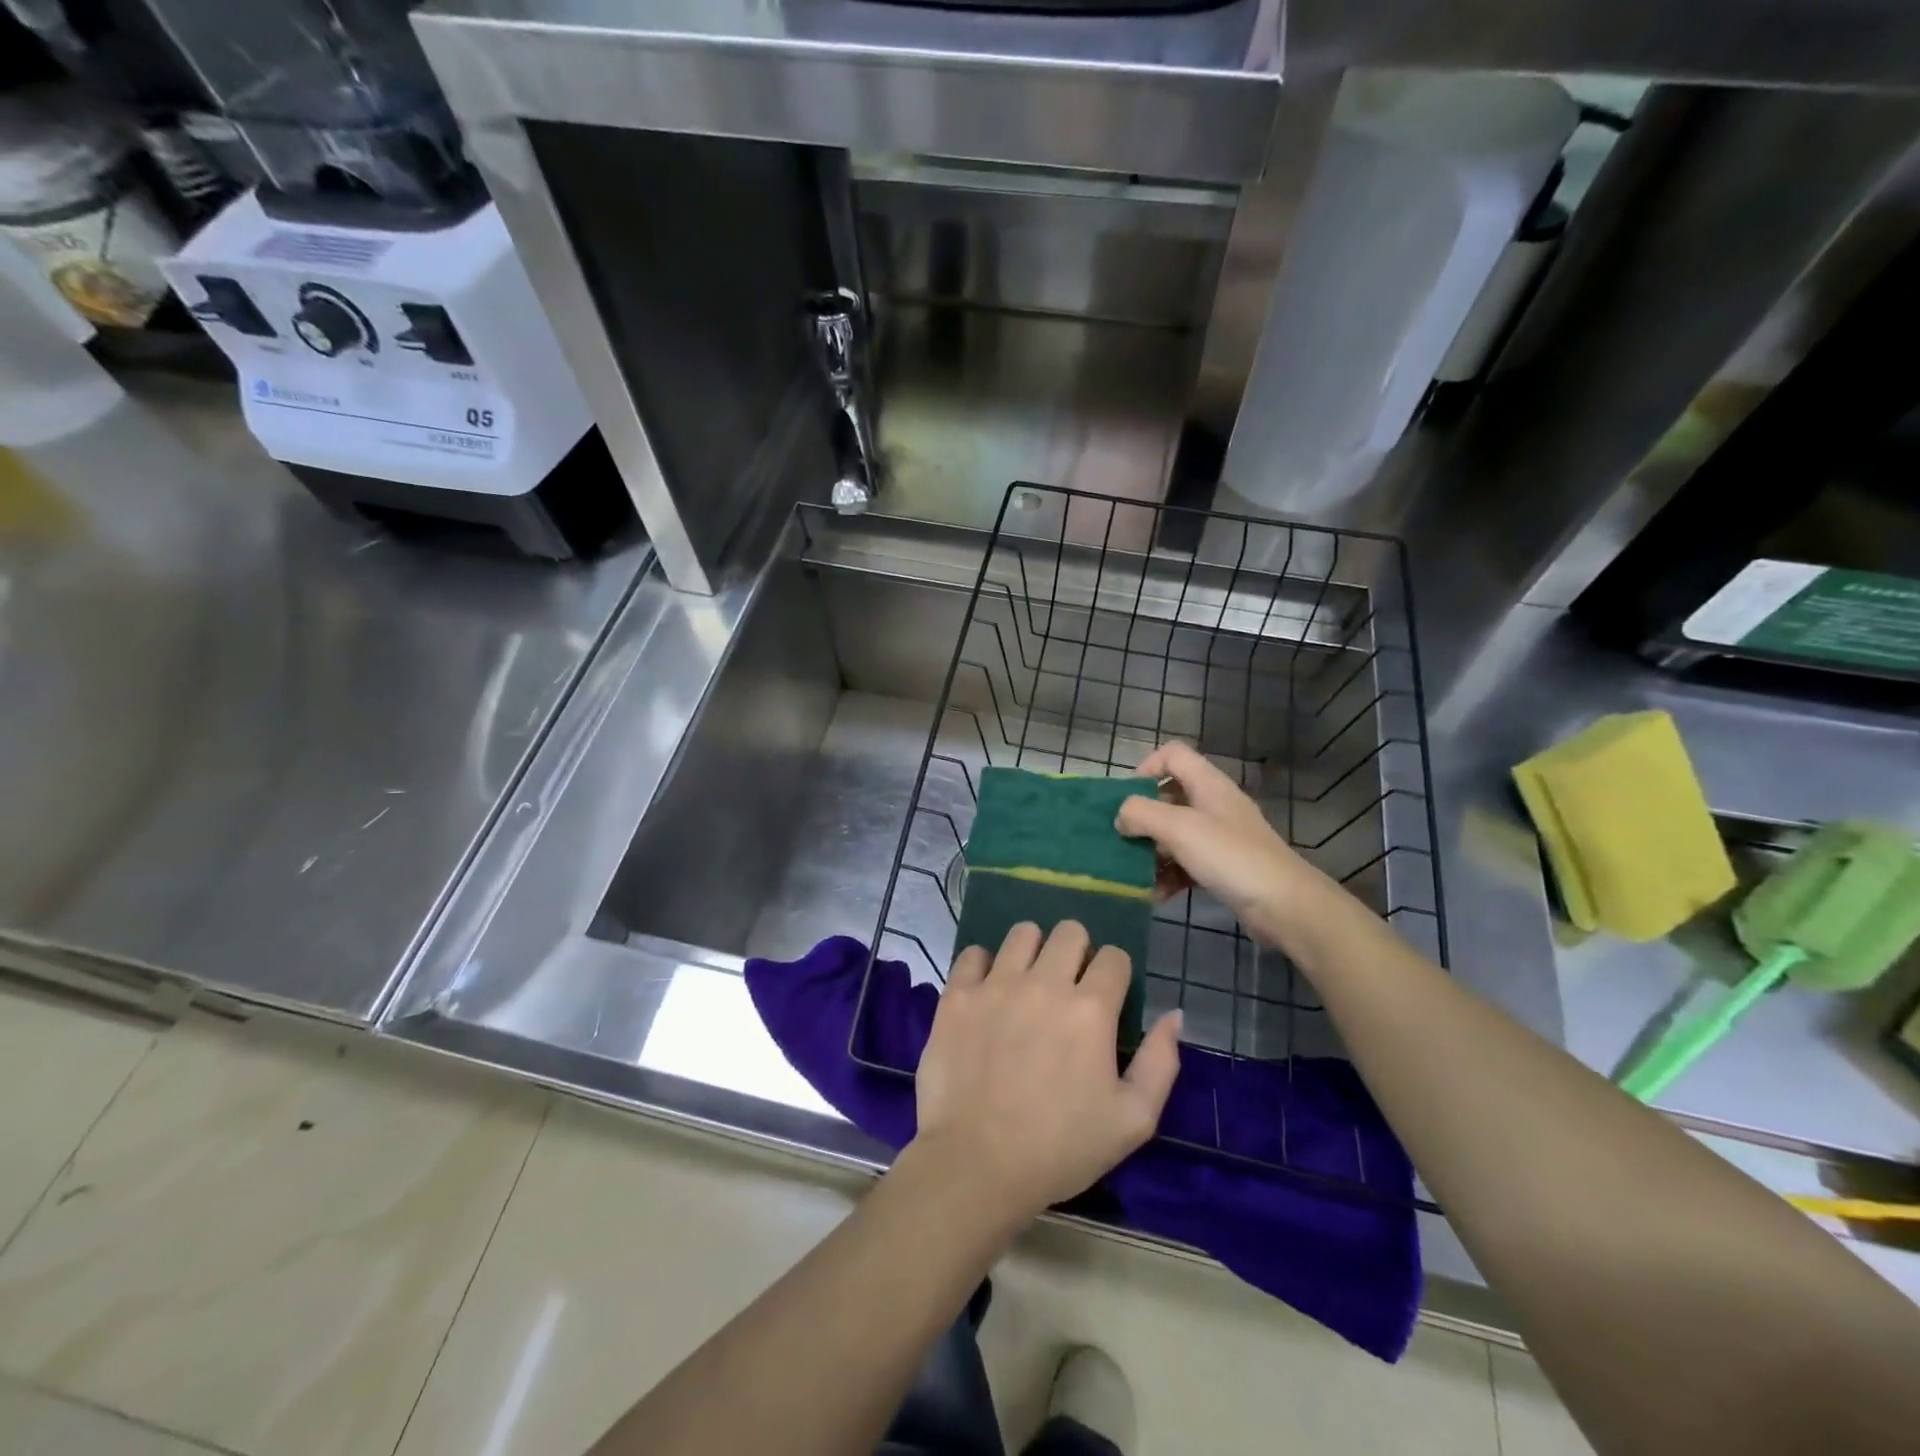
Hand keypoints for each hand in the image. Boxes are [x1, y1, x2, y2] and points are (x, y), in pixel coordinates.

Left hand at [910, 921, 1181, 1224]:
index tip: (1106, 997)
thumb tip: (1173, 1015)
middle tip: (1068, 985)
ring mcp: (996, 984)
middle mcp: (1044, 983)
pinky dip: (984, 966)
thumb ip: (1161, 1062)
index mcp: (1091, 1009)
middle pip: (1069, 931)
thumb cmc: (1061, 1148)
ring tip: (1028, 981)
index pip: (1114, 957)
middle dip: (1077, 951)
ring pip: (1022, 932)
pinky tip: (987, 991)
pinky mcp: (957, 994)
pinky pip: (973, 954)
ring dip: (1033, 951)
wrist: (976, 1164)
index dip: (1115, 973)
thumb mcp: (1133, 1120)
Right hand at [1115, 742, 1343, 954]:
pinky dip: (1168, 876)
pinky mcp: (1223, 868)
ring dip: (1151, 852)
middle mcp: (1214, 805)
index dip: (1146, 768)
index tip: (1126, 798)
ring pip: (1175, 835)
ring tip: (1132, 873)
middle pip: (1169, 798)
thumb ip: (1141, 814)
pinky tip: (1154, 895)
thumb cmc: (1230, 856)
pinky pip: (1186, 864)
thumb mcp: (1179, 827)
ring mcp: (1221, 838)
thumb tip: (1121, 817)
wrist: (1285, 906)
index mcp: (1208, 785)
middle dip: (1142, 818)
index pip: (1173, 755)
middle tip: (1121, 839)